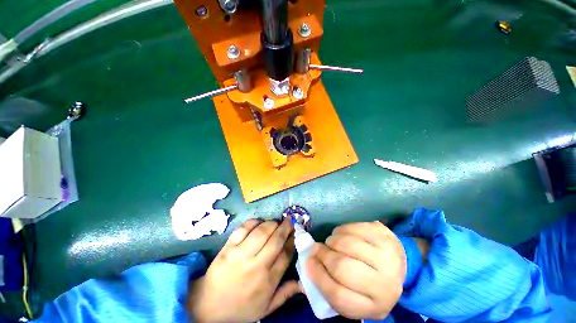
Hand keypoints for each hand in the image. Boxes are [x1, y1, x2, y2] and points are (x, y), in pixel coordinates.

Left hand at [188, 218, 299, 321]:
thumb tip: (304, 283)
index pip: (285, 255)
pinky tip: (259, 221)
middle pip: (276, 240)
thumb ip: (285, 294)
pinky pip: (243, 229)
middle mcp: (256, 266)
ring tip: (275, 222)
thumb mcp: (266, 308)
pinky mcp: (228, 248)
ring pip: (261, 232)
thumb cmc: (241, 307)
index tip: (295, 233)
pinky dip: (254, 222)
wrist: (209, 306)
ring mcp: (241, 255)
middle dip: (285, 227)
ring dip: (272, 223)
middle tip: (289, 220)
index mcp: (267, 281)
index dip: (292, 240)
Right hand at [306, 221, 406, 318]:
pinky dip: (341, 229)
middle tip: (317, 248)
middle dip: (323, 255)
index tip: (309, 262)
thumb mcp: (354, 296)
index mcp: (374, 306)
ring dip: (332, 240)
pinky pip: (354, 227)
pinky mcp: (385, 235)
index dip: (318, 276)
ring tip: (330, 242)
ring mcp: (387, 256)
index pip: (338, 295)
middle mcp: (385, 284)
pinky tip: (341, 233)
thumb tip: (306, 273)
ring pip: (348, 244)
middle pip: (342, 267)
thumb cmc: (370, 284)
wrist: (398, 267)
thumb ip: (330, 288)